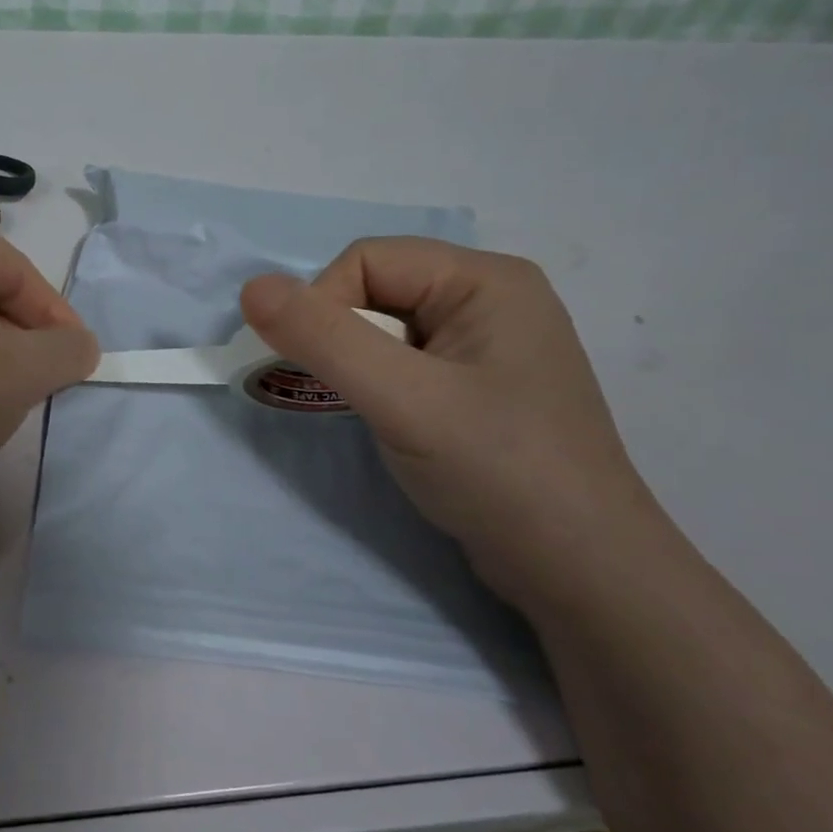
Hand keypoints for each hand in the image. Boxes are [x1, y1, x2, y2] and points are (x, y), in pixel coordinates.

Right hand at [241, 240, 663, 613]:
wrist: (580, 571)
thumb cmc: (498, 470)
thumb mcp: (403, 399)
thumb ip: (324, 339)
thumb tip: (251, 288)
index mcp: (486, 279)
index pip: (367, 260)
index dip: (325, 305)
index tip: (318, 370)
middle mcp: (490, 299)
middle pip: (376, 291)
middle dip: (341, 338)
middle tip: (345, 396)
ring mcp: (487, 346)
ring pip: (385, 331)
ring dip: (357, 367)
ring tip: (372, 415)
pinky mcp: (478, 388)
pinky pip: (405, 364)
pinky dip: (379, 387)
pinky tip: (392, 425)